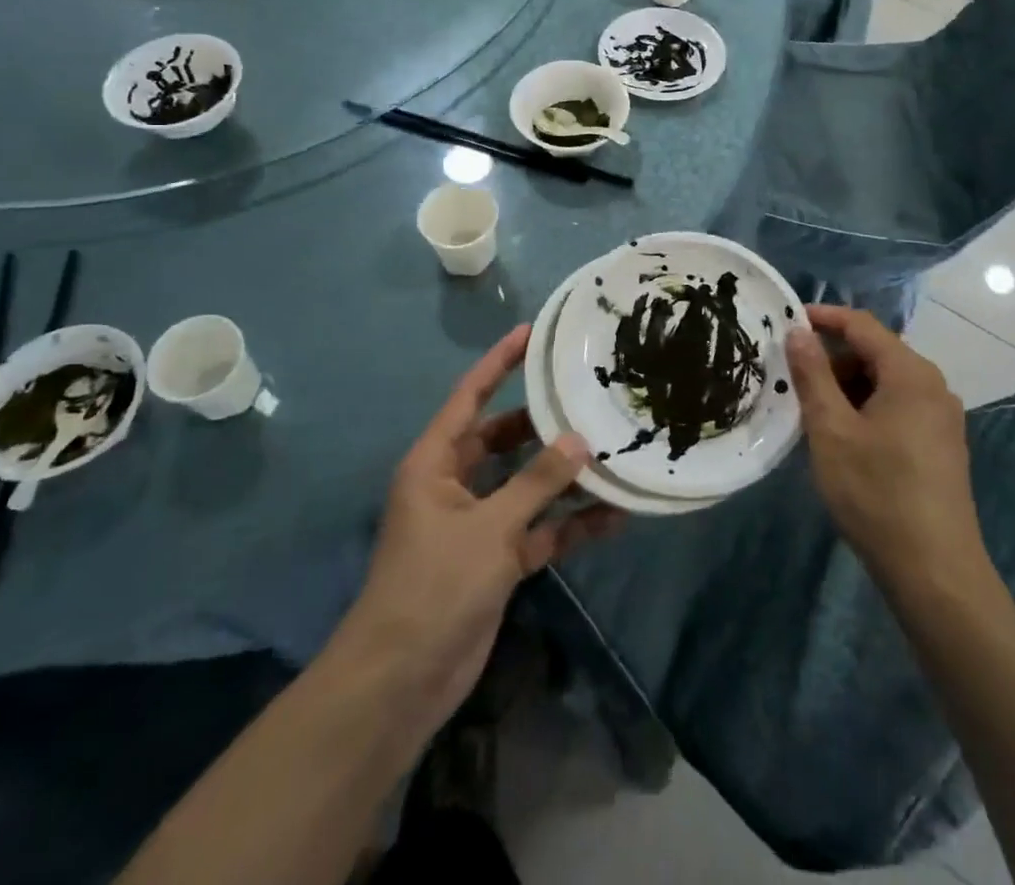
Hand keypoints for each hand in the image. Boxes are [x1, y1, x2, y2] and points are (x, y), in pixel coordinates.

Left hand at [335, 326, 618, 742]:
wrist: (401, 682)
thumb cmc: (433, 586)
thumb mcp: (489, 528)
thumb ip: (537, 482)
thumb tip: (579, 439)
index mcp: (435, 462)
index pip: (470, 397)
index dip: (499, 363)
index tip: (532, 332)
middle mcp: (455, 484)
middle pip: (504, 439)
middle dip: (544, 423)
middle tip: (589, 398)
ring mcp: (477, 524)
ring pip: (527, 485)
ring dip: (564, 477)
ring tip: (613, 453)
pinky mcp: (496, 560)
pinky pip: (538, 529)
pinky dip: (568, 524)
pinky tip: (613, 517)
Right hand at [786, 306, 989, 589]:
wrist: (936, 573)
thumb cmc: (876, 493)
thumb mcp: (831, 430)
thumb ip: (813, 375)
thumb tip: (798, 332)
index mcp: (910, 373)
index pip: (862, 325)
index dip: (824, 317)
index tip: (787, 321)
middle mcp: (933, 386)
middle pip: (876, 353)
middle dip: (833, 359)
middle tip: (794, 379)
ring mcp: (942, 417)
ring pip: (886, 382)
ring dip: (848, 387)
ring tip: (814, 413)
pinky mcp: (942, 445)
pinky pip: (899, 406)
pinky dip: (867, 408)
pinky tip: (844, 437)